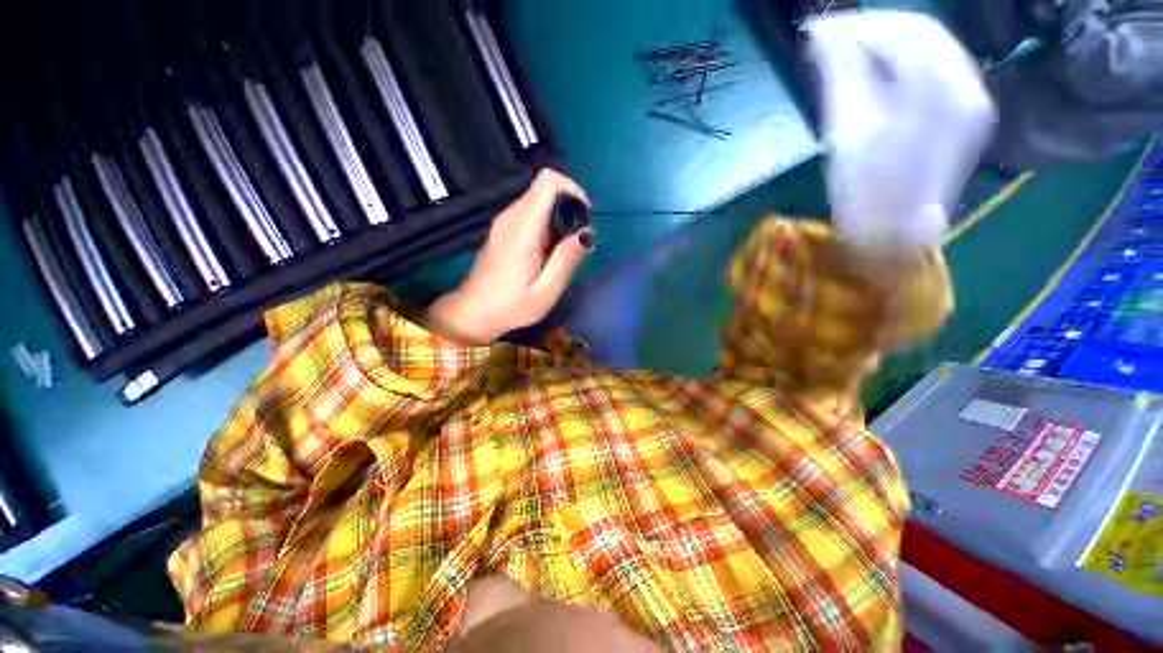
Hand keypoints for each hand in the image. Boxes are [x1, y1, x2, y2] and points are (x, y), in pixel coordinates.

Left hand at [427, 170, 594, 344]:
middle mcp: (511, 216)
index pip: (548, 181)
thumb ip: (566, 260)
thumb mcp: (546, 291)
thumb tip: (586, 233)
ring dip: (559, 215)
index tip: (584, 218)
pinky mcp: (503, 228)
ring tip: (564, 248)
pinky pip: (530, 211)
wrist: (473, 312)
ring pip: (539, 198)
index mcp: (523, 228)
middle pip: (545, 187)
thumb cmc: (511, 306)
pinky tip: (548, 250)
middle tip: (577, 239)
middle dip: (569, 206)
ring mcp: (504, 220)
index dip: (573, 190)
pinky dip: (547, 222)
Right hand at [808, 10, 995, 251]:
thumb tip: (824, 33)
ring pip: (932, 48)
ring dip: (890, 44)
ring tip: (852, 55)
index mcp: (935, 89)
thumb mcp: (845, 129)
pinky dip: (908, 63)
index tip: (822, 30)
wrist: (894, 231)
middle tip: (834, 40)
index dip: (858, 24)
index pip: (900, 30)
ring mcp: (973, 97)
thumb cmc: (862, 188)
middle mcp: (965, 84)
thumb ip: (840, 74)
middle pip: (922, 32)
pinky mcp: (970, 111)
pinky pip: (940, 68)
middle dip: (875, 29)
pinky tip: (881, 73)